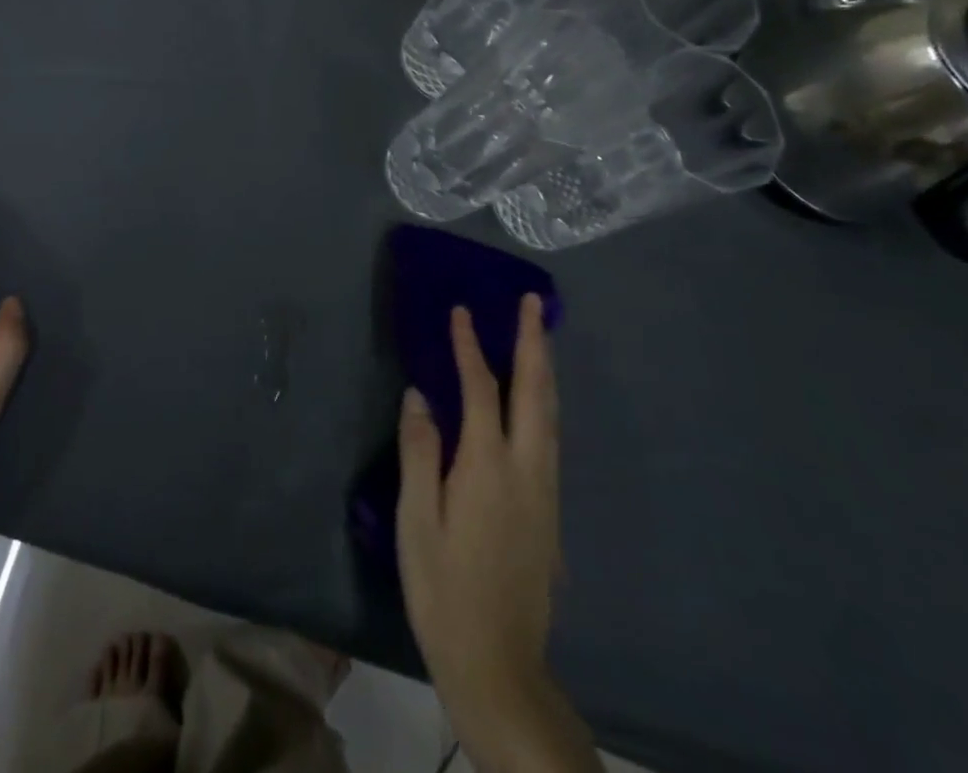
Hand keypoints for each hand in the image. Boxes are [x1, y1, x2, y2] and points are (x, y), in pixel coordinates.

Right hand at [398, 296, 592, 770]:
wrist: (499, 665)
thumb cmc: (444, 591)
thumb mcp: (416, 521)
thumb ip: (420, 453)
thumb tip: (420, 395)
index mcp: (488, 468)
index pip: (480, 390)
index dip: (470, 347)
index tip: (461, 311)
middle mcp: (526, 469)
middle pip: (535, 392)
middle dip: (533, 342)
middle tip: (532, 302)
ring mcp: (545, 490)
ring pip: (551, 413)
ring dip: (544, 368)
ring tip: (539, 334)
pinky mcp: (550, 510)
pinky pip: (551, 435)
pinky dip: (544, 400)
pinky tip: (536, 397)